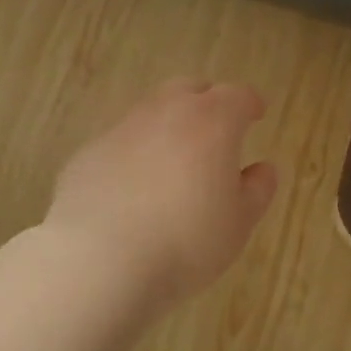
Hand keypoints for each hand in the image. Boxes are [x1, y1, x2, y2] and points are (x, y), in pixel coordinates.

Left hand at [46, 78, 279, 302]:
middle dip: (206, 102)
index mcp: (211, 122)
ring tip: (173, 161)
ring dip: (166, 127)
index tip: (256, 113)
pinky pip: (119, 144)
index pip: (237, 96)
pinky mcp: (87, 154)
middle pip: (189, 90)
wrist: (100, 260)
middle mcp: (165, 113)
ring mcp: (120, 131)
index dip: (249, 103)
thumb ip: (256, 191)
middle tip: (215, 129)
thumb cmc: (186, 242)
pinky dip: (133, 154)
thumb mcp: (238, 224)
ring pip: (149, 113)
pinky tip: (133, 188)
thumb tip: (262, 169)